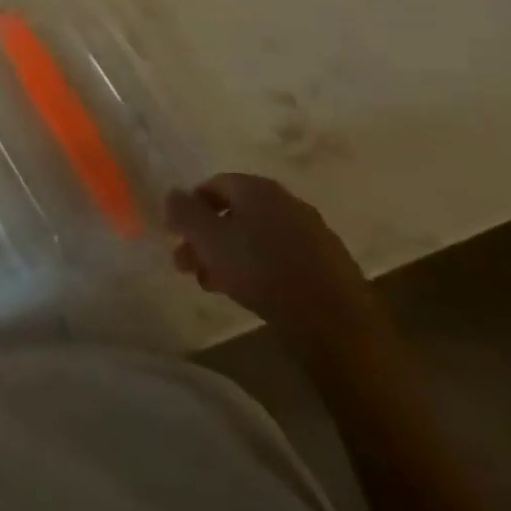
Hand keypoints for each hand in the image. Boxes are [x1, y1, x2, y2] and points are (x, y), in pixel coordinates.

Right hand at [167, 173, 384, 354]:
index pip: (212, 185)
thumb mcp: (209, 240)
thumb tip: (172, 194)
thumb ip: (184, 212)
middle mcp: (286, 202)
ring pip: (256, 237)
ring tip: (213, 285)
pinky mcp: (328, 265)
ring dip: (229, 256)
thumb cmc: (263, 273)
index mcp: (257, 188)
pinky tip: (250, 293)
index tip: (176, 236)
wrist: (337, 325)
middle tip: (188, 265)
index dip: (189, 208)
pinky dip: (259, 269)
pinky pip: (281, 257)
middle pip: (234, 213)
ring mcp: (312, 233)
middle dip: (206, 238)